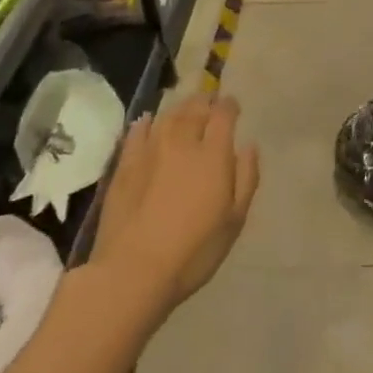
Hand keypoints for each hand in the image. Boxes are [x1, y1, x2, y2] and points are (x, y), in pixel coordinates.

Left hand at [93, 95, 258, 313]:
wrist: (132, 271)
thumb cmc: (194, 250)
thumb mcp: (235, 220)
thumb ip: (246, 177)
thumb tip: (248, 146)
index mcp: (213, 154)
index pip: (223, 114)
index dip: (230, 105)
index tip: (234, 106)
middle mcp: (181, 143)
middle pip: (194, 108)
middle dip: (206, 101)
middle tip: (211, 101)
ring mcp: (149, 152)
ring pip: (167, 116)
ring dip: (180, 108)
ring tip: (186, 108)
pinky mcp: (124, 166)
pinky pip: (136, 133)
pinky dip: (146, 122)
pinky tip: (148, 121)